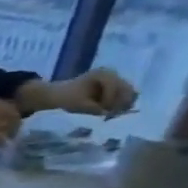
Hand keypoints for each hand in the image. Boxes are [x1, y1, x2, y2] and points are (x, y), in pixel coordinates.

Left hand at [21, 67, 137, 116]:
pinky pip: (123, 94)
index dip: (110, 101)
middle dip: (121, 103)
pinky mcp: (114, 85)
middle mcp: (112, 73)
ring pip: (128, 92)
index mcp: (102, 74)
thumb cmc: (68, 98)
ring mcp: (115, 78)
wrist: (59, 94)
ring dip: (121, 103)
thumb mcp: (80, 105)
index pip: (114, 87)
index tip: (104, 111)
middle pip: (127, 88)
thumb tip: (108, 113)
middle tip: (113, 114)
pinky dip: (119, 103)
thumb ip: (95, 109)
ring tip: (111, 113)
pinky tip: (111, 110)